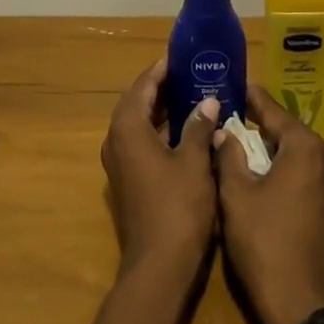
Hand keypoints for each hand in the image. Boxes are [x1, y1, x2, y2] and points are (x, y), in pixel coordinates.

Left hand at [101, 57, 220, 280]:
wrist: (158, 267)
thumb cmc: (178, 208)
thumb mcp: (194, 162)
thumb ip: (198, 127)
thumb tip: (207, 101)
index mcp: (127, 129)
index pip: (142, 87)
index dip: (161, 70)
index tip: (181, 56)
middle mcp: (116, 142)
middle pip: (138, 104)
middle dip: (163, 88)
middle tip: (192, 75)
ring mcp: (119, 164)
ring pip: (140, 126)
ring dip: (163, 111)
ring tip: (194, 97)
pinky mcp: (128, 182)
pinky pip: (142, 144)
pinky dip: (161, 133)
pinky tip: (188, 133)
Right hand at [213, 85, 323, 323]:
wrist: (304, 309)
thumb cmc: (264, 245)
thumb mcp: (235, 196)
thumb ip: (229, 155)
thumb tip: (223, 130)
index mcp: (306, 148)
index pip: (274, 112)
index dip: (252, 99)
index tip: (237, 85)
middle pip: (291, 132)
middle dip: (263, 125)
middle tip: (234, 116)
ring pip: (301, 155)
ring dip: (276, 149)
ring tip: (246, 143)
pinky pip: (310, 175)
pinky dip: (289, 170)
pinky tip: (267, 175)